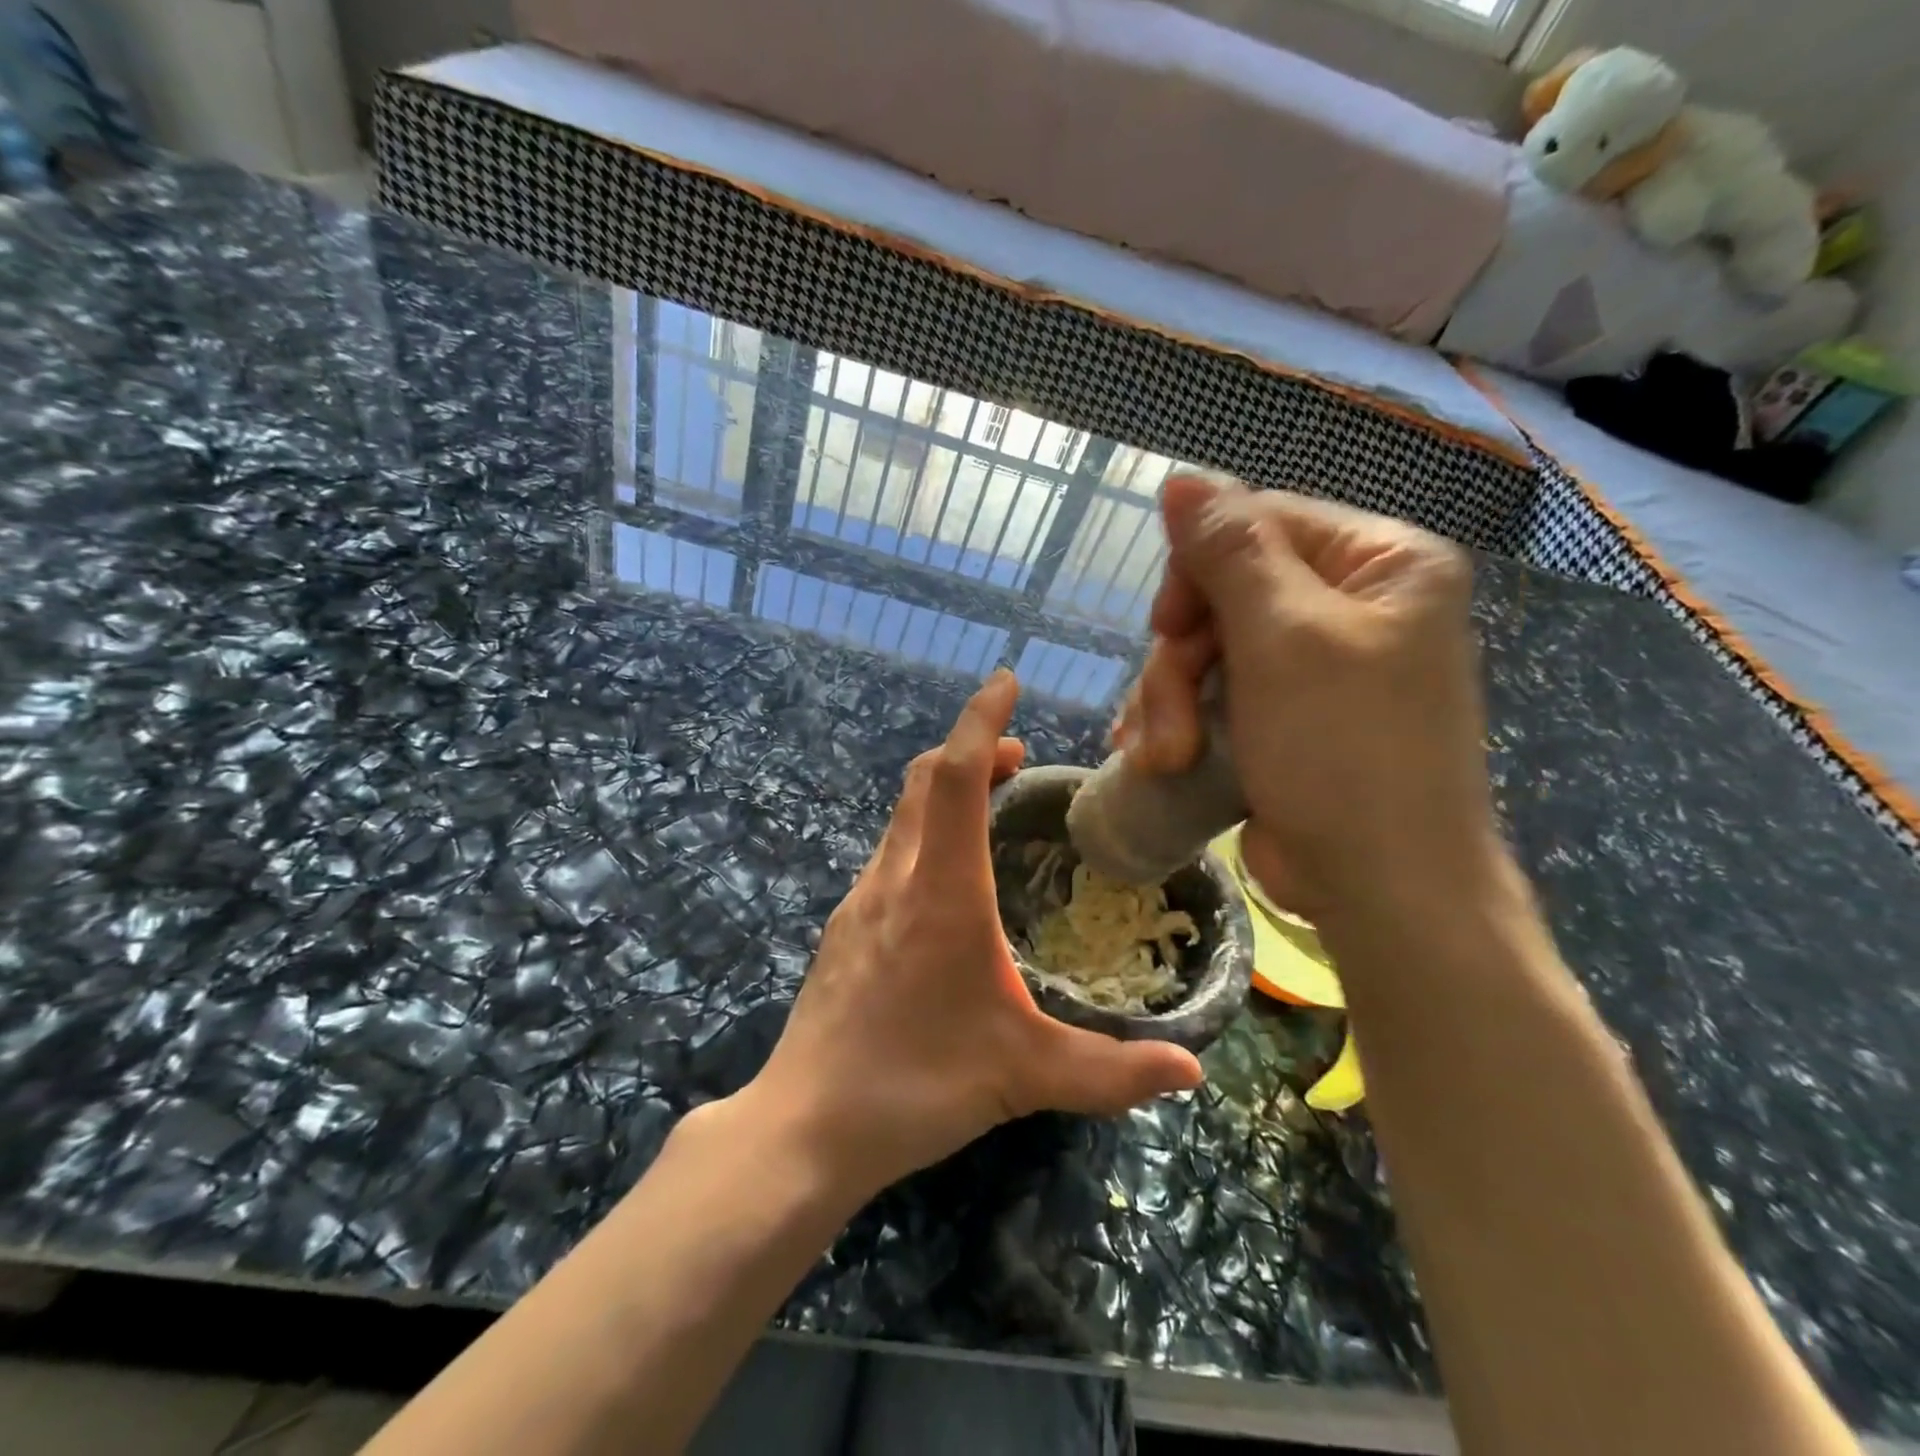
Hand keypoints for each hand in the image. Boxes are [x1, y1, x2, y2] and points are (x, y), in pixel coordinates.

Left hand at [743, 670, 1203, 1201]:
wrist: (807, 1123)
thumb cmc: (916, 1085)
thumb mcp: (1024, 1076)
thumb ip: (1112, 1073)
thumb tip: (1192, 1072)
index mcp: (941, 893)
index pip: (958, 778)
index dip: (982, 721)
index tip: (1005, 682)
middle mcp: (895, 879)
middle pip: (926, 781)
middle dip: (971, 749)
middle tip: (1018, 755)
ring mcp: (861, 900)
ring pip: (903, 815)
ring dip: (945, 789)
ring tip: (990, 803)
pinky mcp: (845, 927)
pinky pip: (890, 852)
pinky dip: (923, 831)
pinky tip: (946, 877)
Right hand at [1114, 476, 1497, 923]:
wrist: (1382, 888)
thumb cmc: (1344, 751)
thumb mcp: (1284, 639)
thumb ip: (1230, 552)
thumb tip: (1182, 479)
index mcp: (1379, 564)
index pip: (1259, 525)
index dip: (1198, 572)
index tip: (1168, 630)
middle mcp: (1350, 607)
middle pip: (1224, 595)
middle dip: (1181, 662)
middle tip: (1169, 722)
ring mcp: (1312, 669)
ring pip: (1206, 652)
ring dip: (1170, 704)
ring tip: (1164, 759)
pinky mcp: (1281, 719)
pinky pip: (1211, 695)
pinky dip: (1178, 725)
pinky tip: (1154, 759)